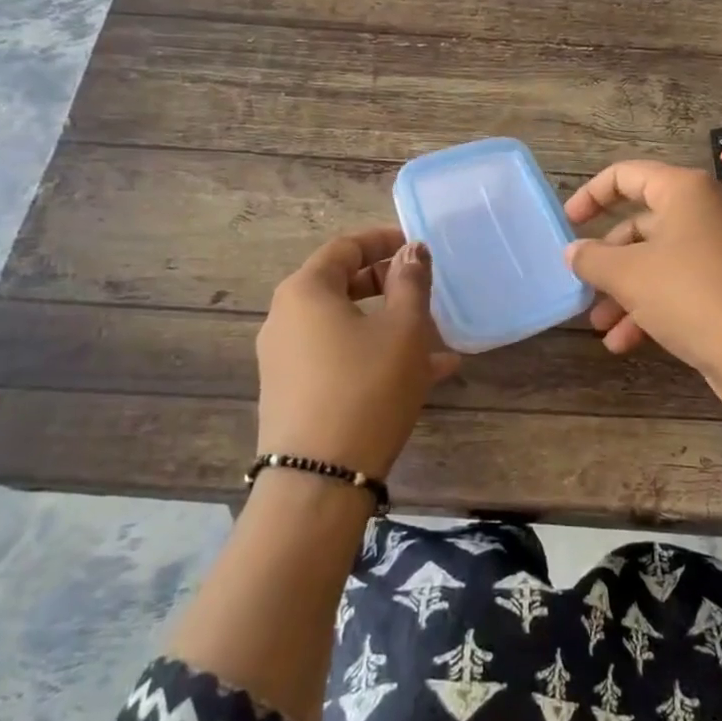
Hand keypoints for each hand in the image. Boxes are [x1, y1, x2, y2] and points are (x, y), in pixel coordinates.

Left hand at [256, 227, 459, 478]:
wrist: (318, 480)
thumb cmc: (367, 387)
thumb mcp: (403, 329)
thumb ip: (411, 282)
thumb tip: (412, 250)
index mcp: (305, 291)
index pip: (345, 247)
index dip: (383, 240)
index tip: (416, 246)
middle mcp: (286, 318)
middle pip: (341, 285)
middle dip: (388, 284)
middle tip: (425, 289)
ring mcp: (285, 359)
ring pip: (346, 326)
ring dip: (389, 324)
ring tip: (436, 338)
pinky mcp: (293, 393)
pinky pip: (339, 358)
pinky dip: (374, 355)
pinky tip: (423, 375)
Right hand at [564, 161, 721, 404]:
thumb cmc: (689, 294)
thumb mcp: (628, 275)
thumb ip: (592, 258)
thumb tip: (573, 252)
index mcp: (685, 191)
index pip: (627, 175)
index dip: (591, 195)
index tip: (568, 223)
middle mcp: (706, 212)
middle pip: (641, 223)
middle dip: (607, 258)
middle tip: (583, 283)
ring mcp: (721, 250)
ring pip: (658, 261)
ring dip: (624, 291)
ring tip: (600, 325)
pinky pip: (679, 286)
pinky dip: (650, 308)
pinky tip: (624, 343)